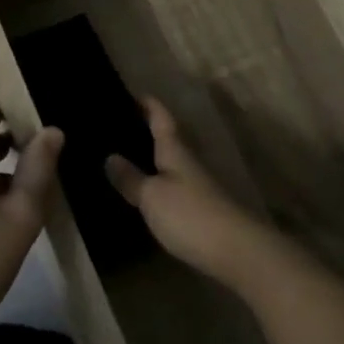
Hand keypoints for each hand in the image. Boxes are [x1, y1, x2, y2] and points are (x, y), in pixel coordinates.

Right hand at [105, 97, 284, 289]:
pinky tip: (144, 191)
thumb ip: (131, 178)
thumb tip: (110, 156)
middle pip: (168, 138)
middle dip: (147, 129)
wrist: (234, 250)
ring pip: (170, 162)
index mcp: (176, 151)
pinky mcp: (199, 209)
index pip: (162, 119)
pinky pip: (173, 185)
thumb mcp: (152, 196)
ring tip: (124, 156)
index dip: (149, 105)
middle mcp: (188, 162)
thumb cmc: (189, 214)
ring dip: (151, 157)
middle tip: (118, 124)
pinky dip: (157, 181)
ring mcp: (197, 186)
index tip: (132, 92)